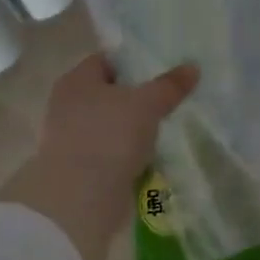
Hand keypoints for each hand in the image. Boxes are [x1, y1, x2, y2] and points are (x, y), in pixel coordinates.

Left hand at [0, 53, 197, 259]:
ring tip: (165, 132)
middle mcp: (67, 105)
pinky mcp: (79, 169)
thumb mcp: (146, 104)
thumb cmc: (109, 136)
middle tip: (169, 101)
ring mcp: (71, 139)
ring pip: (110, 126)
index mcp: (76, 80)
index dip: (133, 63)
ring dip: (133, 131)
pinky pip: (110, 154)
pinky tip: (149, 159)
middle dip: (136, 99)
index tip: (161, 71)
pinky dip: (127, 156)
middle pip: (108, 95)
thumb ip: (169, 85)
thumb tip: (192, 67)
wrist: (80, 198)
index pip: (105, 61)